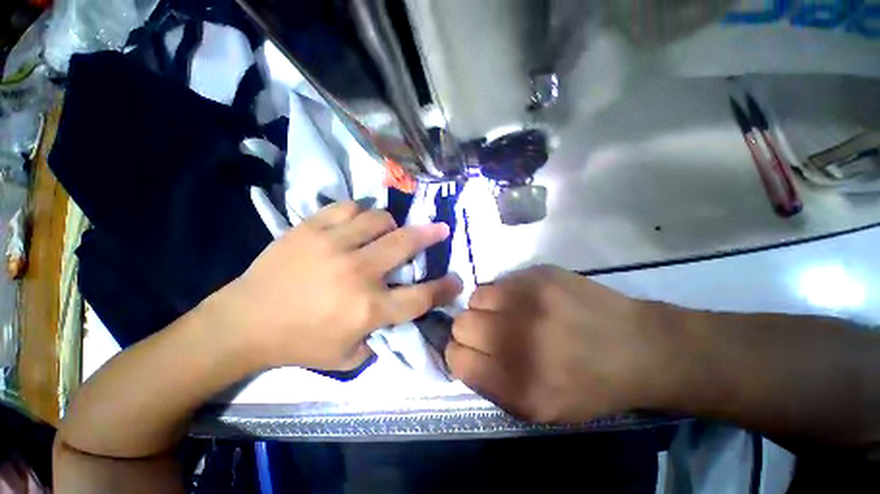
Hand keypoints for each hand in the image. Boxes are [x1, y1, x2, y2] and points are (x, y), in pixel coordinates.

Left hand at [217, 201, 462, 370]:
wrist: (244, 322)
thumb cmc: (299, 343)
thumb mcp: (347, 356)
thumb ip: (380, 338)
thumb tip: (398, 317)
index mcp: (368, 308)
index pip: (420, 297)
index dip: (444, 288)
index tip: (456, 280)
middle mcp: (358, 272)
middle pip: (406, 244)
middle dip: (431, 235)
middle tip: (441, 228)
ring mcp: (334, 245)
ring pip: (379, 219)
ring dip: (391, 224)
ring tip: (388, 230)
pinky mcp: (311, 228)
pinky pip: (348, 208)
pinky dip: (360, 212)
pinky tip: (359, 221)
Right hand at [446, 265, 679, 423]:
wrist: (638, 347)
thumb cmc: (587, 385)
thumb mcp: (538, 408)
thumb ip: (490, 385)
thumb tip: (461, 354)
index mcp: (515, 381)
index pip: (455, 357)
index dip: (459, 354)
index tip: (472, 351)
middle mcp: (516, 337)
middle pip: (461, 323)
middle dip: (471, 329)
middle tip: (493, 331)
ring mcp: (528, 298)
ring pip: (476, 297)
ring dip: (487, 307)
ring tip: (510, 312)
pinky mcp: (539, 273)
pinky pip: (500, 280)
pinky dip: (506, 292)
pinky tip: (528, 300)